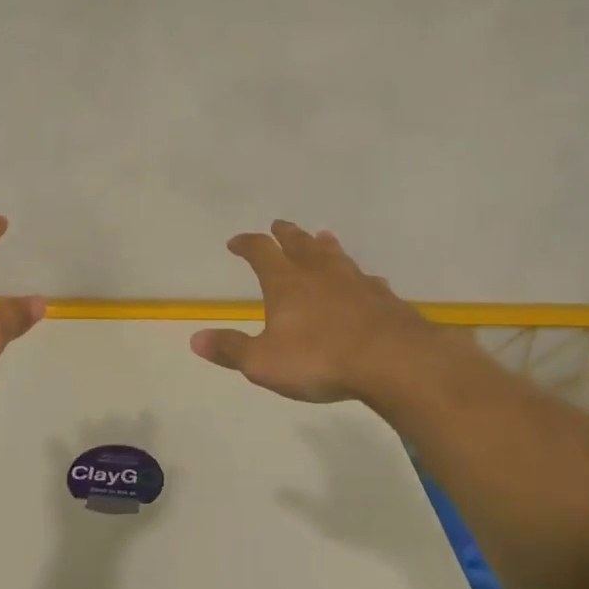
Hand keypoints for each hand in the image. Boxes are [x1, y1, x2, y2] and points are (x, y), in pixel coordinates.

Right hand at [191, 221, 452, 405]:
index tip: (236, 242)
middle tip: (279, 226)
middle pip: (299, 244)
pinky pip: (366, 279)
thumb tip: (196, 338)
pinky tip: (364, 281)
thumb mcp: (263, 362)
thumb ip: (231, 349)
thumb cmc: (319, 359)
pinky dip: (358, 276)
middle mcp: (319, 273)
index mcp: (286, 283)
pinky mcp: (383, 297)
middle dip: (286, 234)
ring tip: (321, 237)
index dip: (247, 244)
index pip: (261, 252)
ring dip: (324, 245)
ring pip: (335, 255)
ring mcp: (355, 281)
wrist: (392, 360)